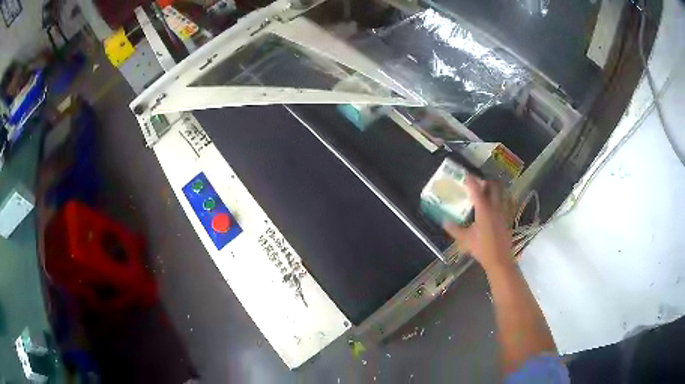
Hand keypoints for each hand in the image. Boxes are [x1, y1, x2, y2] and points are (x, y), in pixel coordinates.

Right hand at [444, 175, 511, 270]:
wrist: (499, 259)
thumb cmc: (482, 248)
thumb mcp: (465, 239)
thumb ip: (454, 229)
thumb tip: (444, 221)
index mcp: (484, 210)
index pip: (477, 190)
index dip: (471, 181)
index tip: (466, 174)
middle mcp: (494, 207)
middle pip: (493, 187)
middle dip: (485, 182)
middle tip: (477, 183)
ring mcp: (502, 212)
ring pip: (499, 194)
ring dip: (492, 190)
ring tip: (484, 192)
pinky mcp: (505, 219)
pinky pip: (501, 203)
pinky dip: (496, 200)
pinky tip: (490, 207)